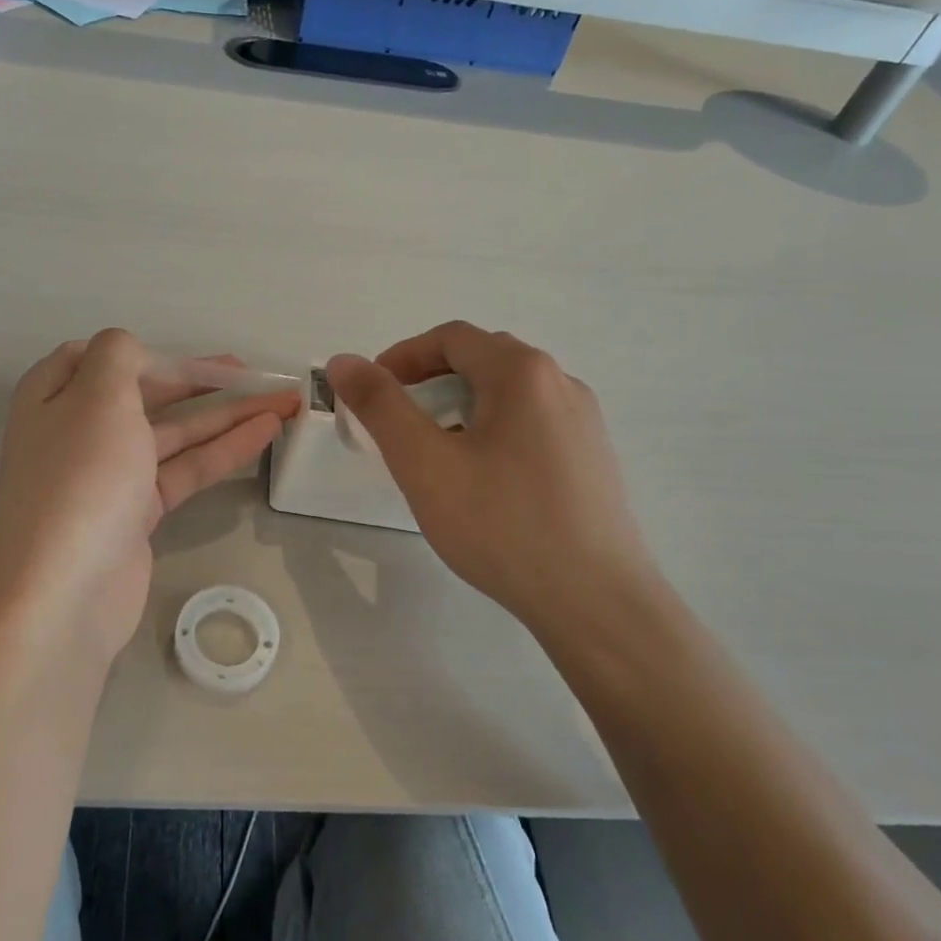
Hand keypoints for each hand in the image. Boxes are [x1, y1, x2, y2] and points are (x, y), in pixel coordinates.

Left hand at [0, 329, 299, 666]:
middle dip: (200, 382)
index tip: (193, 360)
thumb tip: (131, 353)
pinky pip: (183, 470)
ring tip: (280, 401)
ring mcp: (108, 476)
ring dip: (224, 416)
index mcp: (54, 396)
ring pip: (172, 434)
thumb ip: (119, 356)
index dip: (149, 354)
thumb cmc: (80, 480)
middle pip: (145, 394)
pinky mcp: (136, 514)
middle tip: (254, 375)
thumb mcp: (98, 396)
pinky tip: (264, 433)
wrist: (62, 596)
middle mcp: (77, 431)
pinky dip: (221, 450)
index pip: (101, 358)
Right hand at [326, 322, 662, 632]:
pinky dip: (494, 430)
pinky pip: (533, 423)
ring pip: (510, 394)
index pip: (452, 338)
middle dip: (431, 378)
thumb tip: (344, 362)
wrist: (595, 602)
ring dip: (462, 405)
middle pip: (483, 359)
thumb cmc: (501, 525)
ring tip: (436, 451)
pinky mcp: (593, 458)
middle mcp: (561, 383)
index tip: (371, 390)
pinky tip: (483, 479)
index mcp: (522, 372)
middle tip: (398, 418)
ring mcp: (584, 422)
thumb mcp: (424, 463)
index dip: (403, 356)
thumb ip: (380, 405)